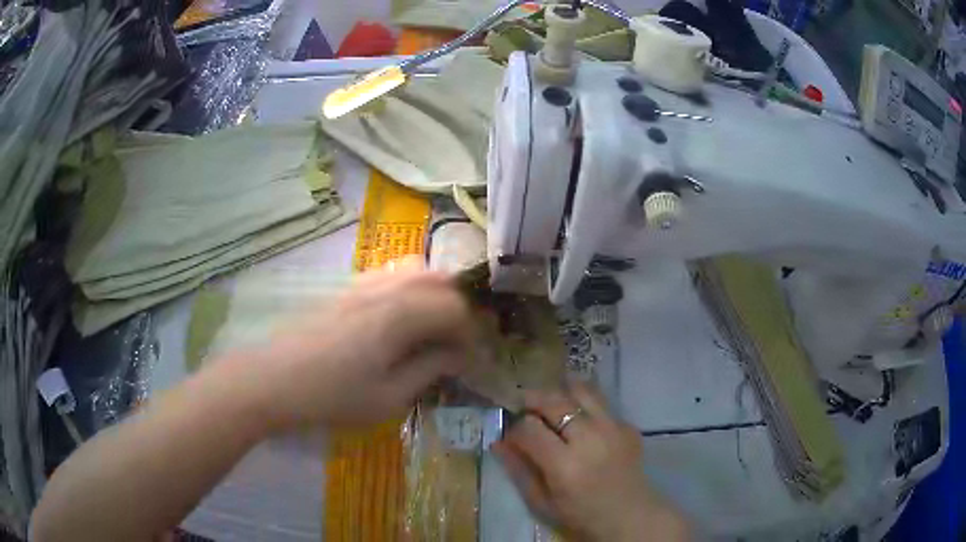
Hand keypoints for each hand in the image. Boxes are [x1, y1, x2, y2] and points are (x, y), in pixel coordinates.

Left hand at [217, 258, 474, 431]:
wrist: (272, 379)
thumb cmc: (332, 396)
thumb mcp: (389, 397)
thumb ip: (429, 369)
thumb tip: (458, 355)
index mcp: (400, 314)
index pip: (454, 309)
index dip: (470, 335)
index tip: (469, 362)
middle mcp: (385, 288)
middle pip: (439, 280)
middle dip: (456, 309)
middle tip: (454, 343)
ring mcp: (362, 283)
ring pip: (413, 270)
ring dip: (432, 296)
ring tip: (430, 329)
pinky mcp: (345, 288)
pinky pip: (388, 275)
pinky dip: (407, 290)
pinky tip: (397, 321)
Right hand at [493, 382, 690, 541]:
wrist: (630, 515)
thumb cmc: (580, 515)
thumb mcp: (541, 502)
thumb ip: (518, 470)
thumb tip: (498, 441)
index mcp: (565, 465)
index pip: (529, 428)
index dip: (515, 428)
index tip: (512, 435)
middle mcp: (590, 438)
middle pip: (554, 401)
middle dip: (532, 399)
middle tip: (523, 406)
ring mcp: (613, 428)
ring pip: (581, 390)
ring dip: (560, 393)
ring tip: (551, 403)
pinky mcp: (628, 425)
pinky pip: (602, 404)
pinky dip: (585, 407)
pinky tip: (580, 421)